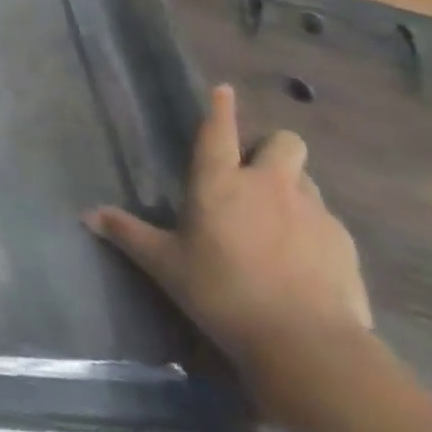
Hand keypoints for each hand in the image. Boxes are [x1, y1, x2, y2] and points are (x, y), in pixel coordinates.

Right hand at [85, 84, 371, 386]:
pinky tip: (303, 258)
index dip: (220, 107)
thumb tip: (86, 215)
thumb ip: (128, 233)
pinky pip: (327, 219)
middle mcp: (268, 184)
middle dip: (272, 148)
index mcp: (219, 183)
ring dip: (292, 187)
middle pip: (284, 142)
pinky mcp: (344, 242)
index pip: (218, 131)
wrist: (305, 341)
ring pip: (307, 178)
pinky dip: (313, 227)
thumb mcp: (165, 264)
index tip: (224, 89)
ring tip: (277, 218)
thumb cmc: (221, 292)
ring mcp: (312, 211)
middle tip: (256, 174)